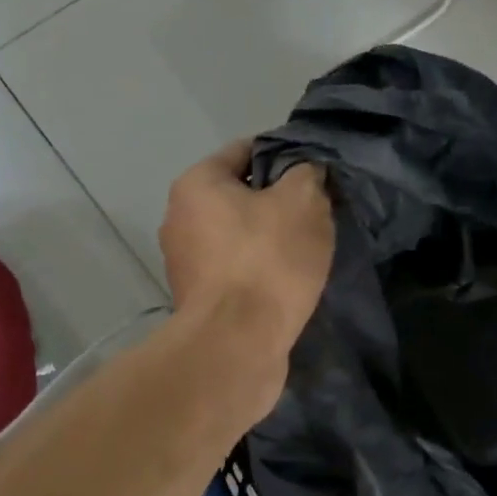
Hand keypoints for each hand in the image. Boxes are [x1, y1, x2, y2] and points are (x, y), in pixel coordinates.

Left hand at [159, 140, 333, 359]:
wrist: (236, 345)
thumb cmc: (267, 260)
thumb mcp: (303, 202)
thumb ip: (307, 174)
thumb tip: (305, 172)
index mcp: (196, 185)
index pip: (243, 150)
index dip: (282, 155)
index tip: (313, 171)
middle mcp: (180, 218)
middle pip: (239, 195)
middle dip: (277, 200)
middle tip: (316, 211)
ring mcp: (185, 263)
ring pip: (238, 235)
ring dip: (270, 238)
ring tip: (308, 249)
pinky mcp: (198, 299)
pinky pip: (236, 269)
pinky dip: (260, 270)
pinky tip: (288, 281)